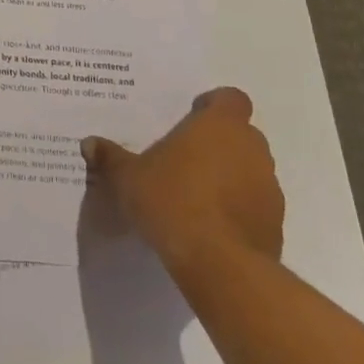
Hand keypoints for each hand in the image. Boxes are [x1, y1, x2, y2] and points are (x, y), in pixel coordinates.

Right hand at [82, 88, 283, 293]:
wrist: (219, 264)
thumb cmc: (172, 201)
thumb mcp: (128, 177)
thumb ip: (111, 158)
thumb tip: (89, 143)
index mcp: (219, 126)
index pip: (231, 98)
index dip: (214, 105)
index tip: (192, 117)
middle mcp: (251, 149)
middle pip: (241, 134)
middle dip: (218, 142)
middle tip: (185, 157)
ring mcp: (269, 187)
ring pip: (250, 170)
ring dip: (230, 176)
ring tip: (196, 195)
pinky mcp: (275, 223)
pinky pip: (255, 205)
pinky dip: (238, 208)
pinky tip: (210, 225)